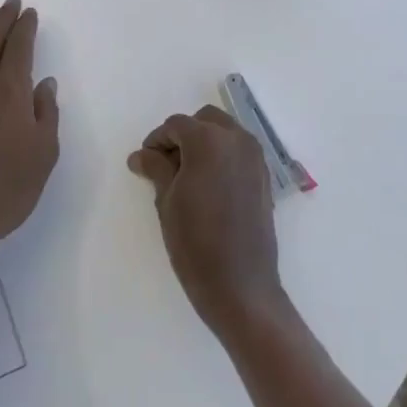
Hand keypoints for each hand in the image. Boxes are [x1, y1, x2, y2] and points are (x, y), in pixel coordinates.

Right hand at [127, 105, 285, 340]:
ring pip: (225, 133)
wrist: (240, 286)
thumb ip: (155, 168)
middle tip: (166, 165)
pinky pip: (239, 152)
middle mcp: (236, 140)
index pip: (176, 125)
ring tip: (187, 176)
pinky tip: (209, 186)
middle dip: (184, 136)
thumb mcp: (166, 201)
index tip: (144, 162)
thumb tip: (141, 155)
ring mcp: (255, 158)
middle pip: (204, 121)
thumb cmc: (195, 242)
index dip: (156, 140)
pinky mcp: (264, 177)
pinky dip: (223, 157)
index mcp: (208, 141)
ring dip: (205, 144)